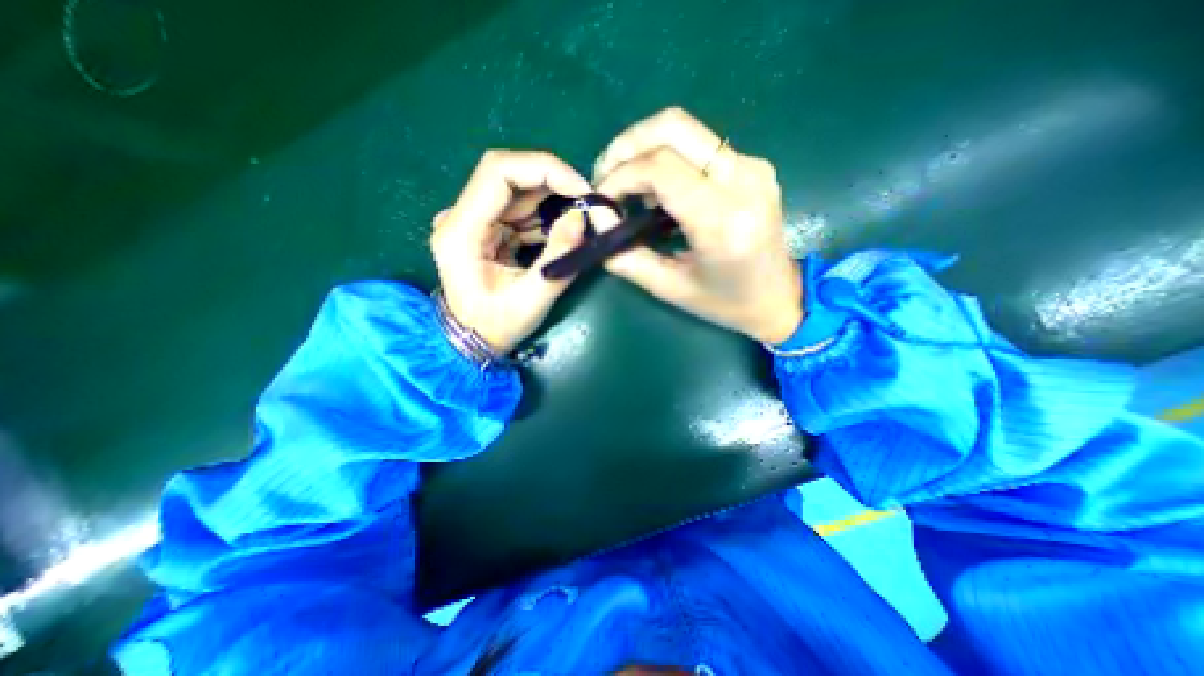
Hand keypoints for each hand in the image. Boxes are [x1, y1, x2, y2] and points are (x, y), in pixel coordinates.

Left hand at [434, 149, 591, 354]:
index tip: (580, 188)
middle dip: (553, 183)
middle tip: (586, 203)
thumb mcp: (531, 301)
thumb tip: (580, 217)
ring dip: (552, 201)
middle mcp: (461, 216)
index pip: (498, 172)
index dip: (543, 169)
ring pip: (517, 191)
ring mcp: (472, 220)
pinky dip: (545, 216)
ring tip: (577, 223)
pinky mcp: (486, 228)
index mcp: (461, 231)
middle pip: (509, 175)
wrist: (473, 339)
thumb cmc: (496, 326)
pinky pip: (519, 209)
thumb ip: (557, 260)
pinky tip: (560, 234)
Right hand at [591, 109, 797, 347]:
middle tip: (606, 176)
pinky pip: (699, 144)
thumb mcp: (669, 288)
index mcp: (723, 221)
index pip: (661, 168)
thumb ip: (626, 256)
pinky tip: (656, 188)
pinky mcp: (752, 165)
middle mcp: (743, 181)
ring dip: (644, 148)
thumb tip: (596, 216)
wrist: (779, 297)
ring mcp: (752, 166)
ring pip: (685, 128)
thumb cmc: (724, 303)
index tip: (602, 198)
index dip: (620, 175)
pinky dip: (666, 157)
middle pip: (673, 127)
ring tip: (627, 186)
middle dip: (627, 145)